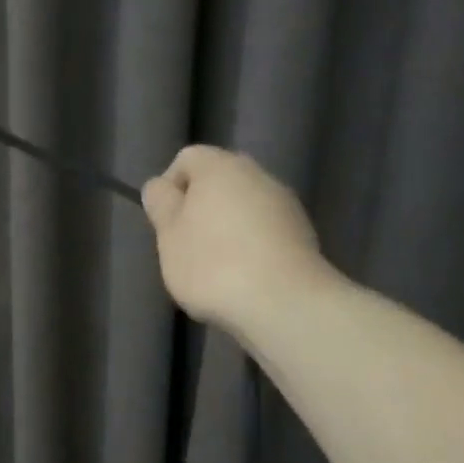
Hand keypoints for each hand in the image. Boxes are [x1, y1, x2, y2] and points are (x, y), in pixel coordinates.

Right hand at [141, 145, 330, 333]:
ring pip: (244, 206)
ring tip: (216, 266)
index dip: (170, 187)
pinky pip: (265, 230)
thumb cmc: (212, 264)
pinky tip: (244, 275)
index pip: (187, 159)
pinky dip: (251, 244)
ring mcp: (285, 204)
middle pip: (218, 181)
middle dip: (199, 207)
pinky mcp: (303, 234)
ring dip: (227, 226)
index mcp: (220, 167)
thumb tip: (160, 186)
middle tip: (186, 244)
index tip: (165, 222)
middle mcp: (257, 174)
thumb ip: (161, 204)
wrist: (283, 303)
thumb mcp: (168, 235)